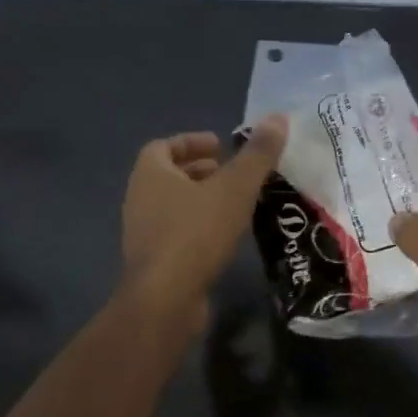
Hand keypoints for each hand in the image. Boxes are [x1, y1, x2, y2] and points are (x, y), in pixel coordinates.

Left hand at [120, 115, 287, 324]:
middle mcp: (139, 198)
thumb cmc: (196, 233)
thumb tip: (278, 117)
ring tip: (235, 203)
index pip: (164, 146)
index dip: (192, 142)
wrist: (165, 300)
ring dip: (201, 200)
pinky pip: (177, 233)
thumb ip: (257, 154)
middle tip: (232, 172)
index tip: (221, 146)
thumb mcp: (235, 188)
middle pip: (168, 175)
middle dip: (200, 171)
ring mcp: (143, 233)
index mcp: (150, 173)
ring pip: (173, 205)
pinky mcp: (154, 263)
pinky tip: (226, 237)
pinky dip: (199, 227)